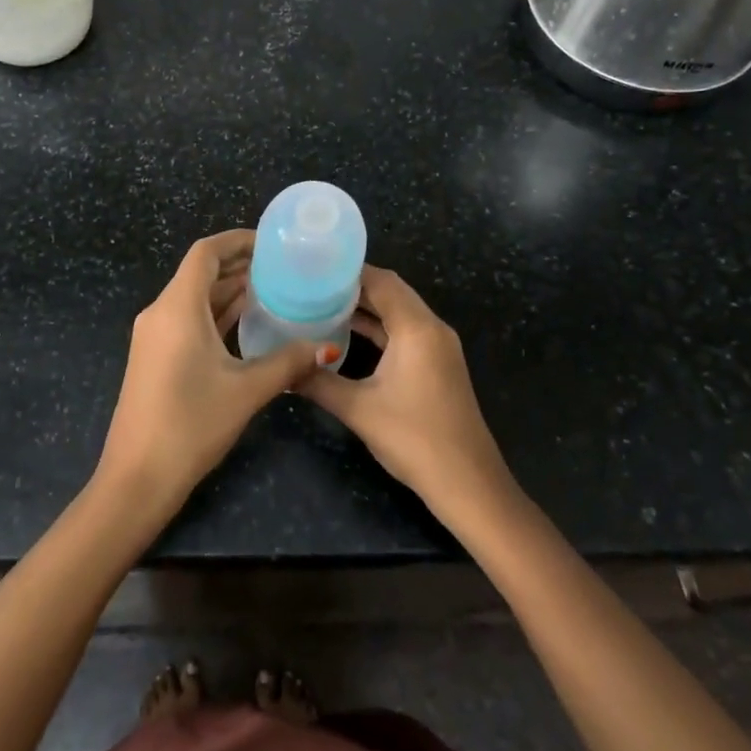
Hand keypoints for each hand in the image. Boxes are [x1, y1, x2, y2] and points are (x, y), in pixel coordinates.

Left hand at [97, 230, 331, 520]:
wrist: (137, 477)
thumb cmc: (191, 424)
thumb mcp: (246, 390)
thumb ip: (288, 362)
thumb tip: (327, 347)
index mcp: (177, 307)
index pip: (205, 253)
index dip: (237, 241)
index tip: (271, 243)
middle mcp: (160, 313)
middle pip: (200, 273)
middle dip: (239, 266)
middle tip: (283, 268)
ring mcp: (154, 337)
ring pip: (195, 299)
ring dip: (229, 292)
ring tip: (274, 291)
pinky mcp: (155, 358)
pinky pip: (188, 321)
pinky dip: (217, 316)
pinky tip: (248, 326)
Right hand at [299, 266, 514, 522]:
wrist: (467, 483)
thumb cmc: (414, 439)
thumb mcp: (358, 408)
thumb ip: (318, 382)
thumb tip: (282, 368)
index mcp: (417, 328)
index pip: (382, 281)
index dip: (348, 271)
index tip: (313, 267)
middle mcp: (432, 328)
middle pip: (391, 292)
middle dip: (353, 287)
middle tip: (310, 284)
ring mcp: (438, 347)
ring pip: (398, 313)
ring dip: (366, 308)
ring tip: (321, 304)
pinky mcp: (437, 365)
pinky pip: (405, 332)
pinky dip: (379, 329)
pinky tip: (347, 335)